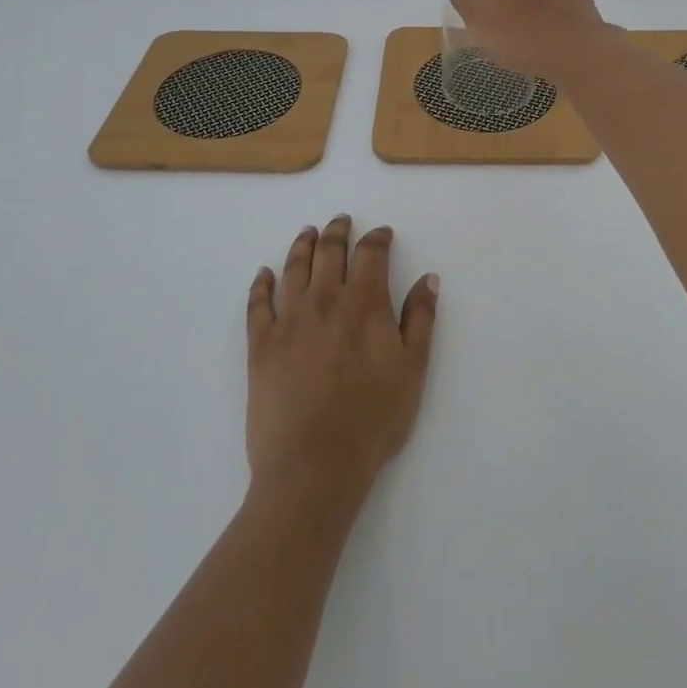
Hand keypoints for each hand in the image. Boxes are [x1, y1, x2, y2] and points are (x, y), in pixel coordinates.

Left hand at [245, 217, 438, 501]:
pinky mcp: (260, 345)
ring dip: (302, 245)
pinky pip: (258, 303)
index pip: (371, 254)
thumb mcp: (413, 370)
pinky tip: (264, 274)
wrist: (313, 466)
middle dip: (338, 231)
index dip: (378, 239)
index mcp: (364, 304)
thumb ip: (421, 319)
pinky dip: (261, 284)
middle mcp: (324, 300)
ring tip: (308, 233)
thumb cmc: (373, 420)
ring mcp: (288, 320)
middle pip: (329, 251)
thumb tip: (428, 277)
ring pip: (294, 268)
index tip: (383, 234)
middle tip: (341, 221)